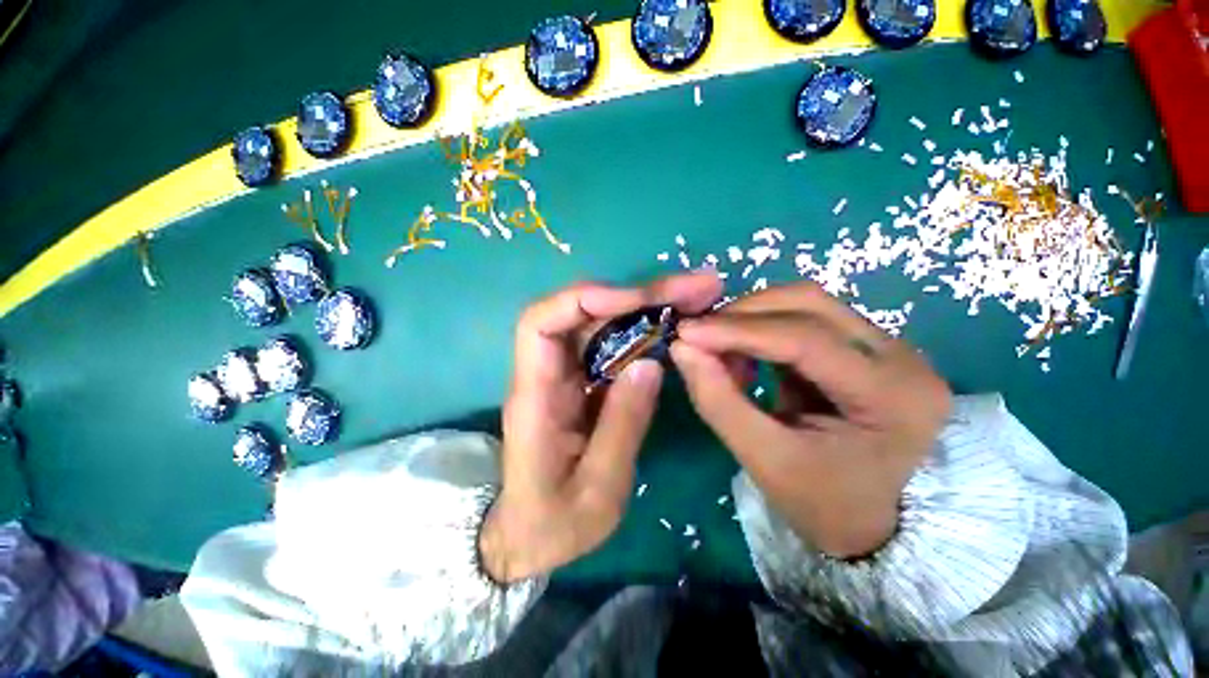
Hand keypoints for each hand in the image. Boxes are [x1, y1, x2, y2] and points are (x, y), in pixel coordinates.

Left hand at [480, 272, 722, 581]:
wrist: (528, 536)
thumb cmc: (554, 522)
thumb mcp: (597, 489)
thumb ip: (622, 425)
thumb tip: (650, 364)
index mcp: (535, 396)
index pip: (541, 323)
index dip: (586, 300)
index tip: (638, 300)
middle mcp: (546, 374)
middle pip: (583, 313)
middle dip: (639, 295)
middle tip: (698, 289)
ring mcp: (566, 375)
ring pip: (602, 323)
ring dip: (648, 307)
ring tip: (698, 300)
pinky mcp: (583, 382)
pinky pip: (612, 344)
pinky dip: (644, 331)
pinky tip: (676, 327)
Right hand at [671, 282, 950, 558]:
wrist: (877, 520)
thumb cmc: (825, 503)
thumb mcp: (764, 460)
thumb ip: (718, 400)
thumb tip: (681, 348)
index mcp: (892, 396)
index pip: (805, 339)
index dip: (737, 331)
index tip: (685, 332)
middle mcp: (901, 356)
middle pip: (808, 304)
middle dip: (742, 315)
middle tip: (699, 336)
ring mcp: (887, 346)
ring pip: (806, 303)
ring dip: (751, 318)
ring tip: (719, 348)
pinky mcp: (864, 346)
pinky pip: (805, 318)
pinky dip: (763, 328)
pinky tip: (744, 352)